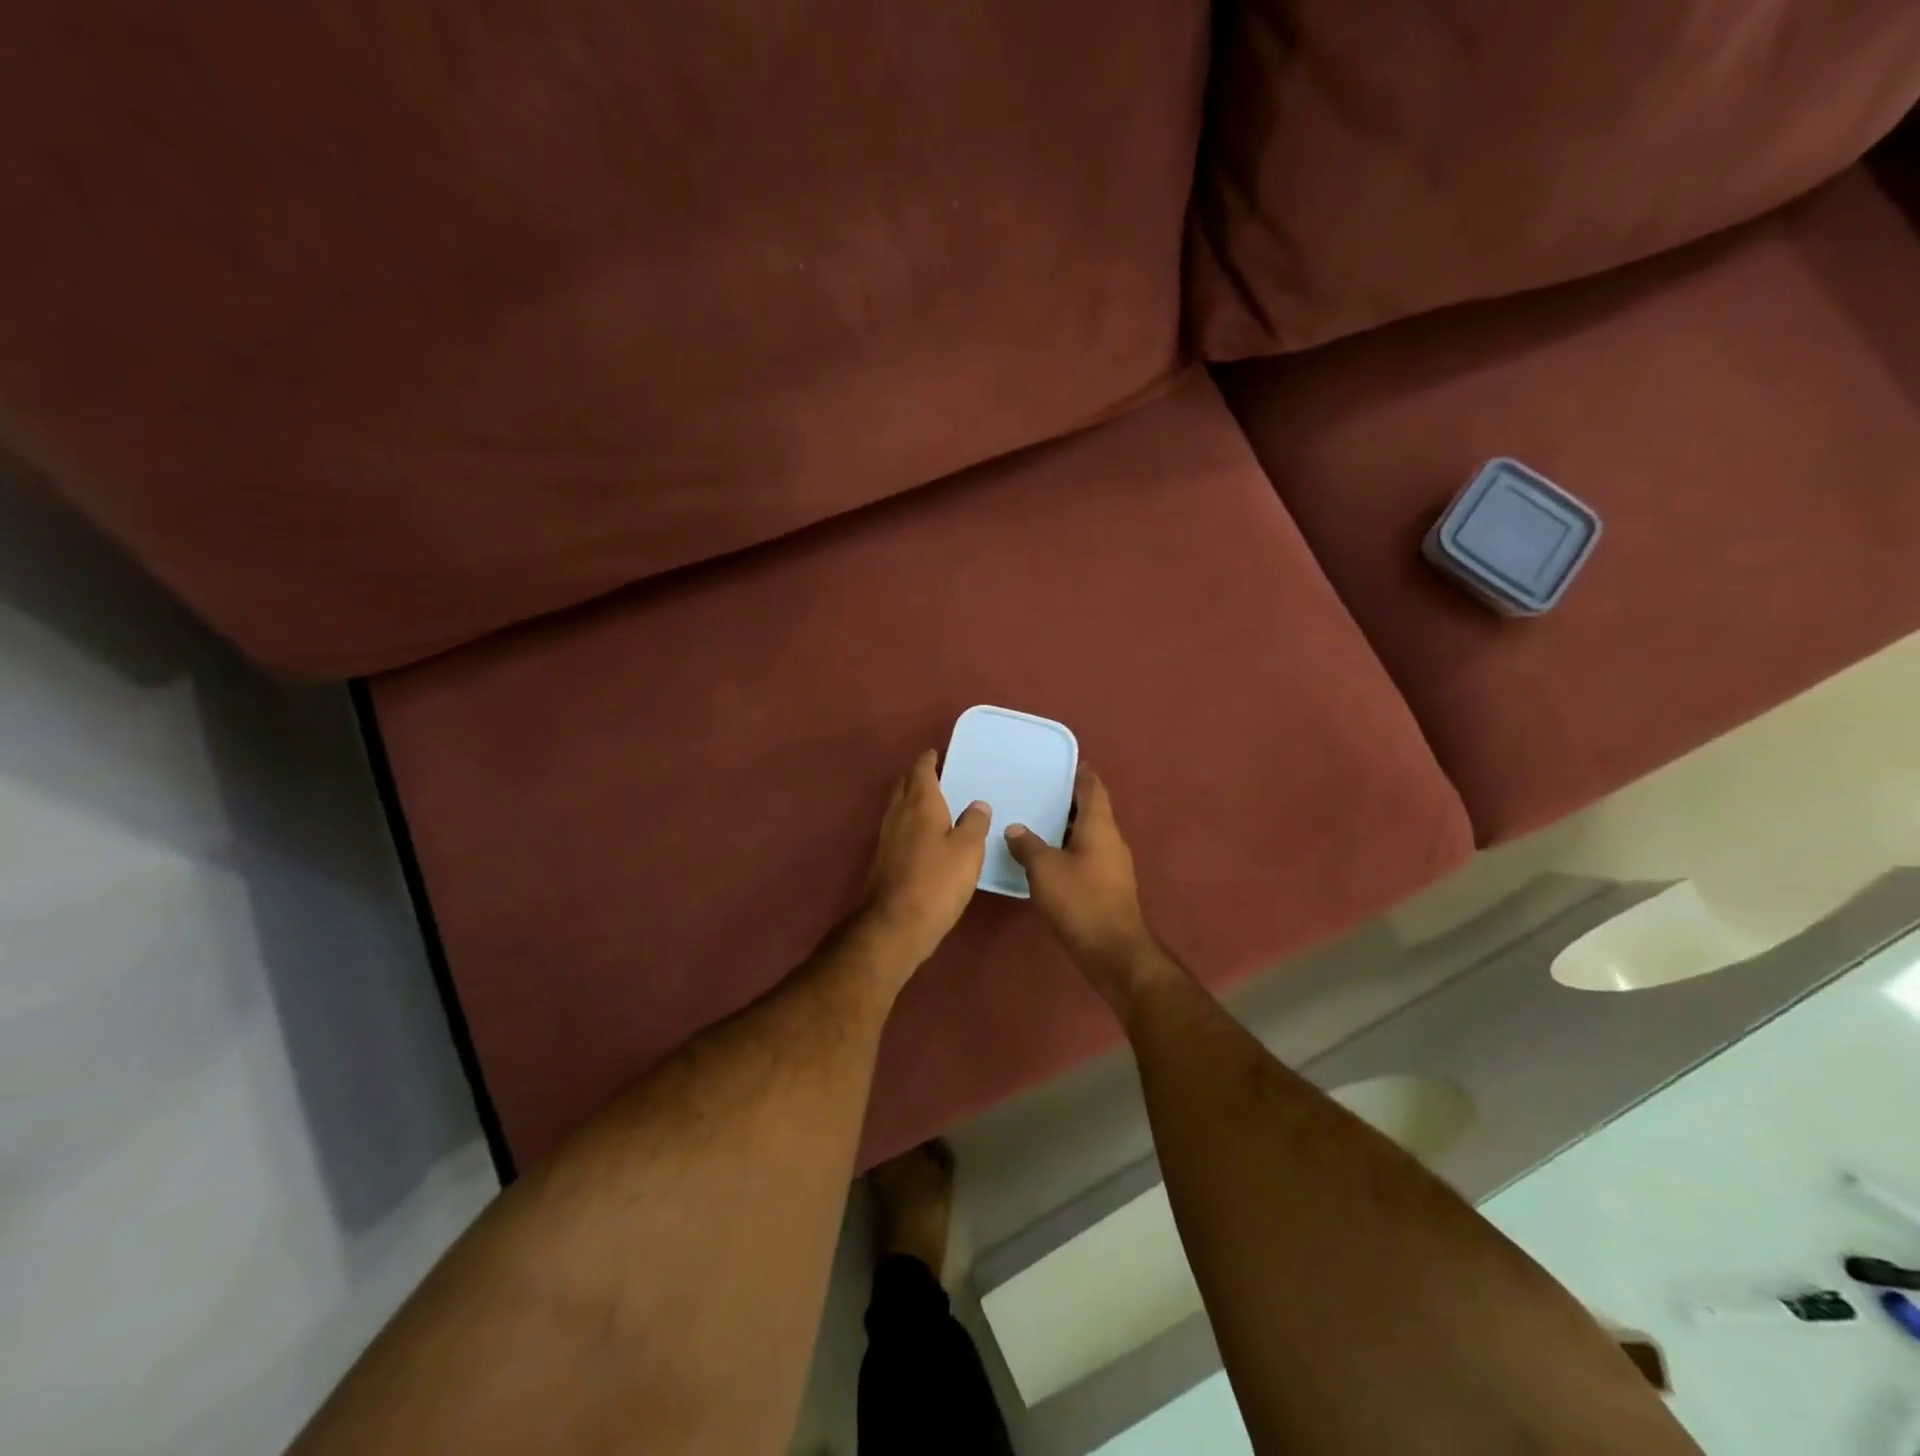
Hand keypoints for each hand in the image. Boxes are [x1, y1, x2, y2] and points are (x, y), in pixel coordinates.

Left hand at [861, 749, 990, 971]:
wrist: (895, 924)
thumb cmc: (937, 882)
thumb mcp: (968, 851)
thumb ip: (975, 823)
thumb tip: (977, 804)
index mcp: (920, 804)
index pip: (922, 770)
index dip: (929, 759)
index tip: (938, 753)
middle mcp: (898, 814)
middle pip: (904, 785)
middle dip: (918, 776)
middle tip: (937, 775)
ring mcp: (886, 837)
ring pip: (898, 807)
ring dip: (912, 799)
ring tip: (933, 803)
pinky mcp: (883, 859)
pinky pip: (897, 828)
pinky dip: (909, 822)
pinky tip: (924, 836)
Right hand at [1005, 766, 1158, 1002]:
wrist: (1112, 951)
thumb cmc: (1080, 900)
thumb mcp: (1044, 869)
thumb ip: (1028, 844)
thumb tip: (1015, 829)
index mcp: (1099, 826)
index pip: (1092, 787)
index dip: (1079, 773)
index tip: (1060, 764)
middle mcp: (1110, 840)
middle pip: (1091, 811)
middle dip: (1067, 801)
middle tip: (1037, 792)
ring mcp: (1112, 864)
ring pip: (1088, 836)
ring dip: (1066, 828)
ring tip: (1035, 822)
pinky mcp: (1107, 886)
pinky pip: (1086, 857)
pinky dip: (1068, 850)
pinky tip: (1045, 859)